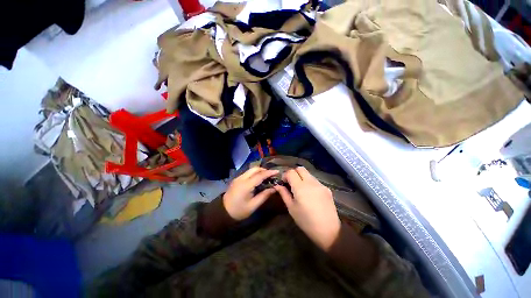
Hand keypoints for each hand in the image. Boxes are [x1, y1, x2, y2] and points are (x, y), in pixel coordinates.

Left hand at [223, 167, 278, 220]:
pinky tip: (258, 179)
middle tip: (272, 175)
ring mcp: (238, 178)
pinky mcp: (237, 179)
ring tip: (267, 177)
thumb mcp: (253, 205)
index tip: (277, 171)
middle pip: (255, 169)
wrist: (223, 212)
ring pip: (251, 170)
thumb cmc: (239, 211)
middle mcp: (242, 178)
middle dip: (264, 170)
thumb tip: (274, 188)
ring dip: (260, 171)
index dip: (269, 173)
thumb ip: (264, 195)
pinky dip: (255, 173)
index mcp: (246, 185)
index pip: (260, 175)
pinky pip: (248, 173)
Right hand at [275, 167, 340, 251]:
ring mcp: (320, 184)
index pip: (291, 172)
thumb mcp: (291, 208)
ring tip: (300, 189)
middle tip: (291, 183)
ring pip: (308, 174)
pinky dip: (309, 183)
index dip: (285, 175)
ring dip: (302, 177)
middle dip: (294, 173)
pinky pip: (315, 180)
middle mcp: (311, 182)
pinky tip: (310, 194)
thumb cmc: (306, 221)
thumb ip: (284, 194)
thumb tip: (277, 185)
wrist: (328, 230)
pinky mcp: (326, 188)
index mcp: (300, 187)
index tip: (284, 183)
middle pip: (300, 168)